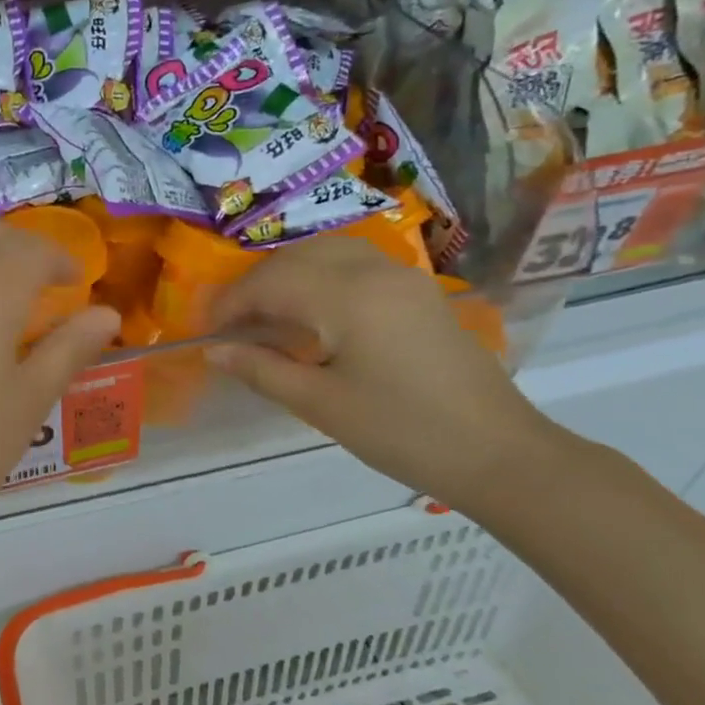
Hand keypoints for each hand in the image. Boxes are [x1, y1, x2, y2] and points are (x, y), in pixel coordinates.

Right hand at [206, 235, 557, 507]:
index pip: (271, 282)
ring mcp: (403, 276)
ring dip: (289, 274)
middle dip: (257, 285)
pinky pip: (356, 264)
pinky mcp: (419, 291)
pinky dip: (321, 276)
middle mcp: (375, 270)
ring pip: (328, 252)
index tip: (207, 331)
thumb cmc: (401, 432)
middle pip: (297, 257)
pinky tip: (314, 312)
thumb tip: (215, 350)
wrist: (496, 451)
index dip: (231, 302)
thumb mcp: (320, 405)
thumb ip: (262, 370)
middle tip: (233, 324)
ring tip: (268, 315)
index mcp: (348, 296)